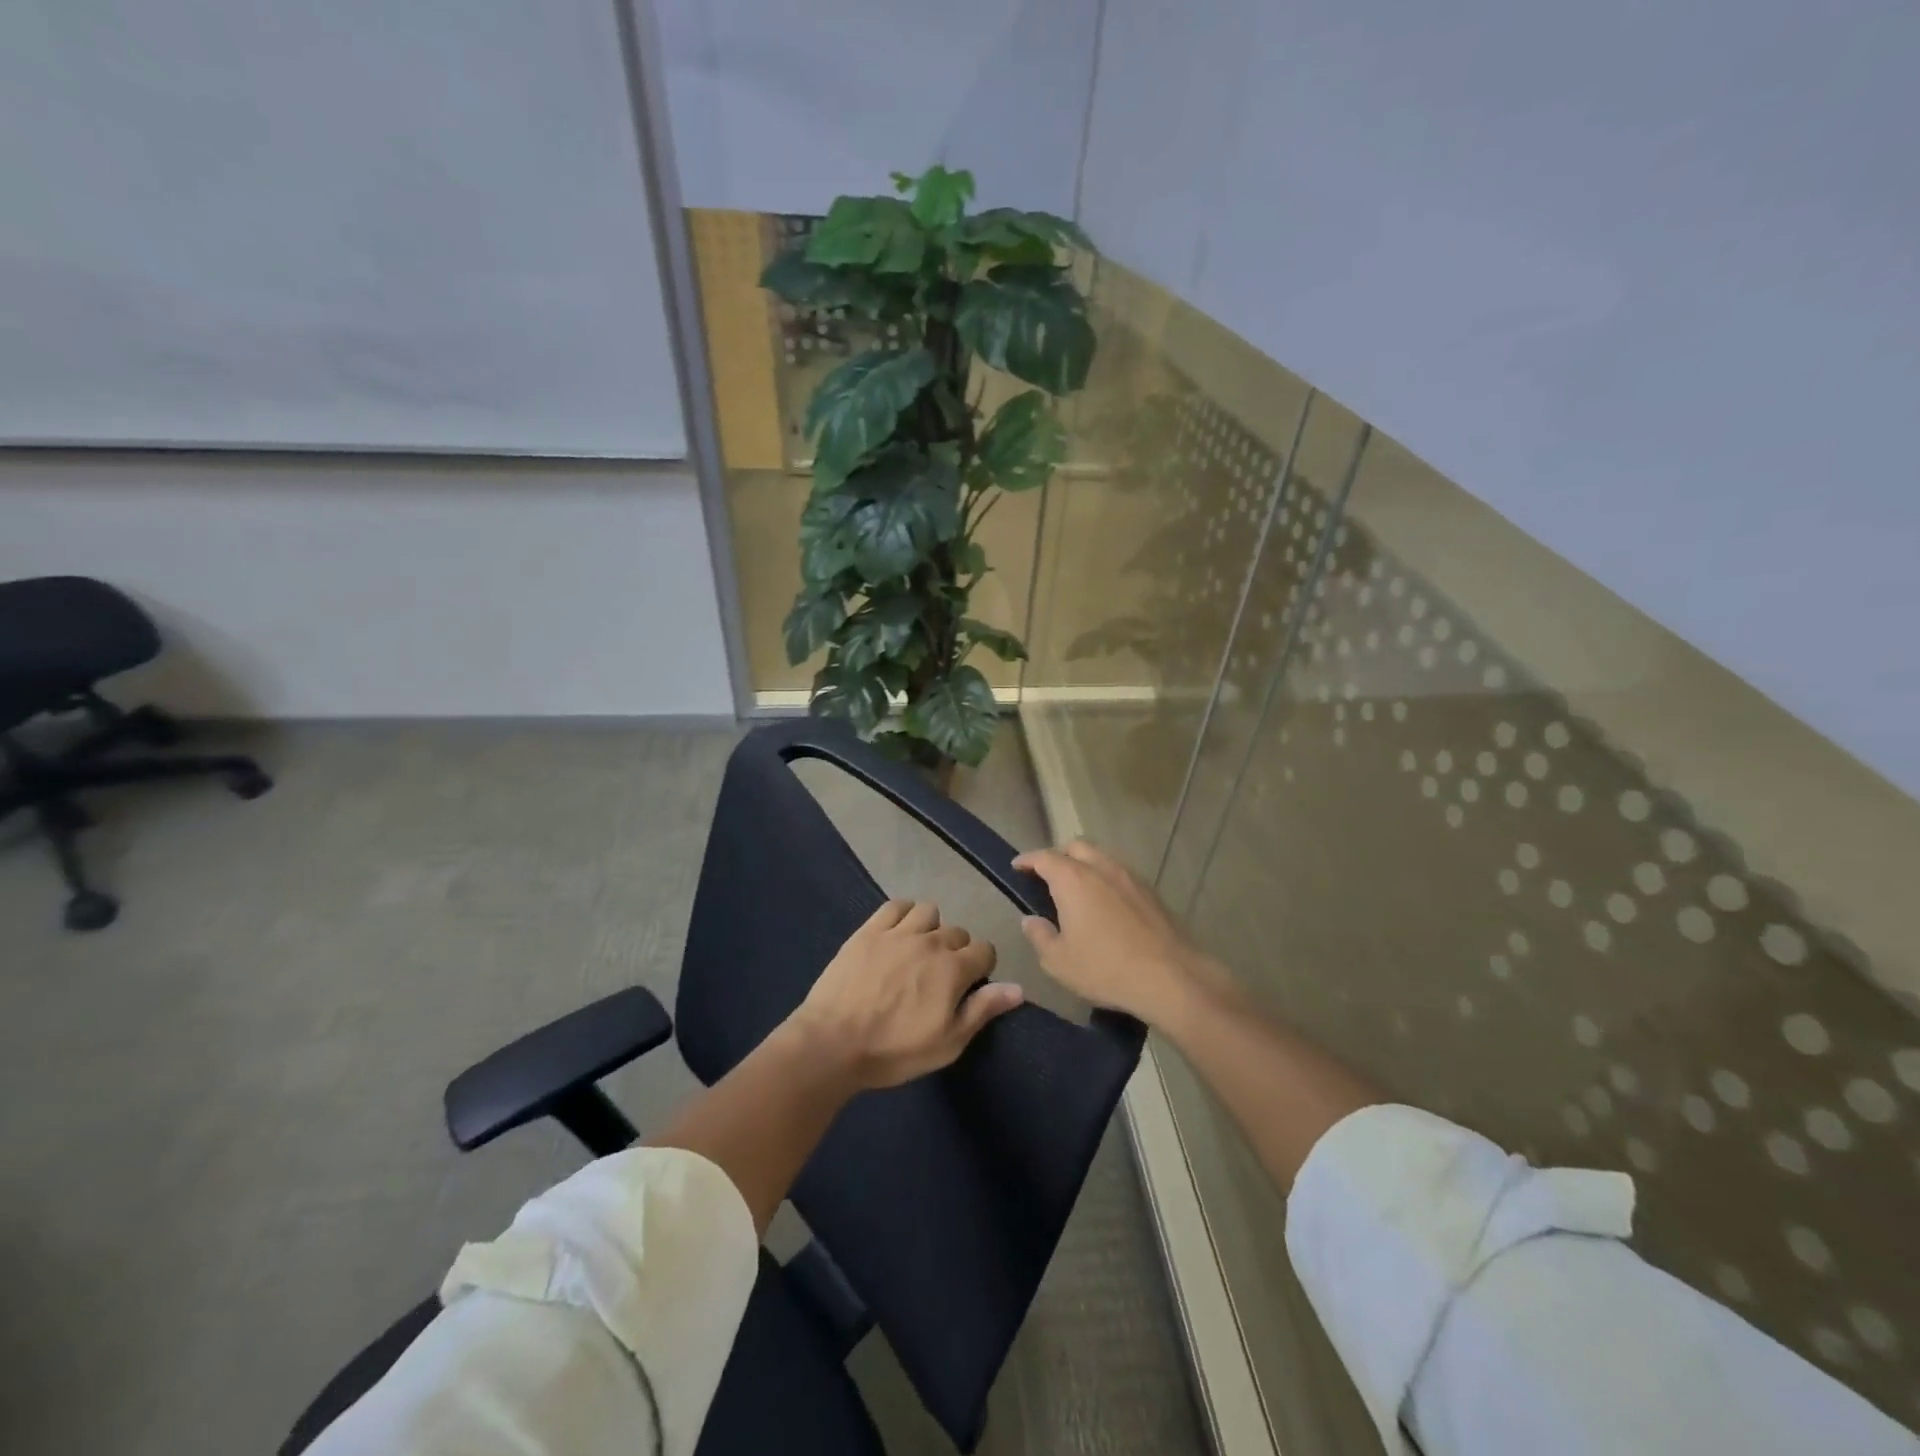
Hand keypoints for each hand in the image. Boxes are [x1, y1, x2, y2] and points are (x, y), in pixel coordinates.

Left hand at [787, 900, 1023, 1089]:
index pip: (985, 950)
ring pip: (929, 912)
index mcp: (953, 968)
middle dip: (957, 951)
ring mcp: (897, 932)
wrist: (833, 1043)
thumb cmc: (894, 1051)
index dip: (981, 967)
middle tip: (940, 977)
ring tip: (918, 950)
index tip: (969, 986)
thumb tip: (1018, 988)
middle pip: (958, 932)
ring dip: (931, 928)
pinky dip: (903, 914)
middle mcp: (930, 942)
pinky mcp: (869, 930)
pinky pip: (895, 905)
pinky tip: (897, 932)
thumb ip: (983, 1010)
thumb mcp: (947, 1043)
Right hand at [1013, 840, 1217, 1025]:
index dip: (1027, 860)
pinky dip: (1105, 880)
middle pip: (1075, 847)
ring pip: (1101, 858)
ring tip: (1076, 892)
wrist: (1172, 977)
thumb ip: (1039, 936)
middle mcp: (1101, 868)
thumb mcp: (1058, 962)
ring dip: (1084, 866)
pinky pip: (1120, 874)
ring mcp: (1130, 877)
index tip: (1017, 867)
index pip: (1044, 857)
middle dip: (1057, 857)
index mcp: (1073, 879)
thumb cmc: (1106, 969)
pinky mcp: (1150, 892)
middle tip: (1046, 878)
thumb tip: (1031, 920)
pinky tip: (1105, 906)